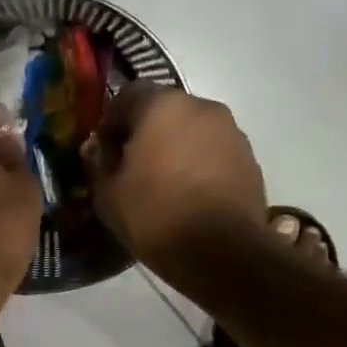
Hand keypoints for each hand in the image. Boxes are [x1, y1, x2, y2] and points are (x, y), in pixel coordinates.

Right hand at [81, 84, 267, 274]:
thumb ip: (99, 162)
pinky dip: (199, 164)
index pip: (129, 94)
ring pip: (192, 130)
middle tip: (132, 166)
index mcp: (162, 106)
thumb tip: (96, 146)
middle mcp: (202, 107)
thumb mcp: (108, 193)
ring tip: (163, 183)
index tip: (105, 149)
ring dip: (176, 147)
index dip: (112, 120)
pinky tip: (189, 195)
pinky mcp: (250, 159)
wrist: (222, 253)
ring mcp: (231, 132)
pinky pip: (214, 152)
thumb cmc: (154, 216)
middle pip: (165, 110)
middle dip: (146, 131)